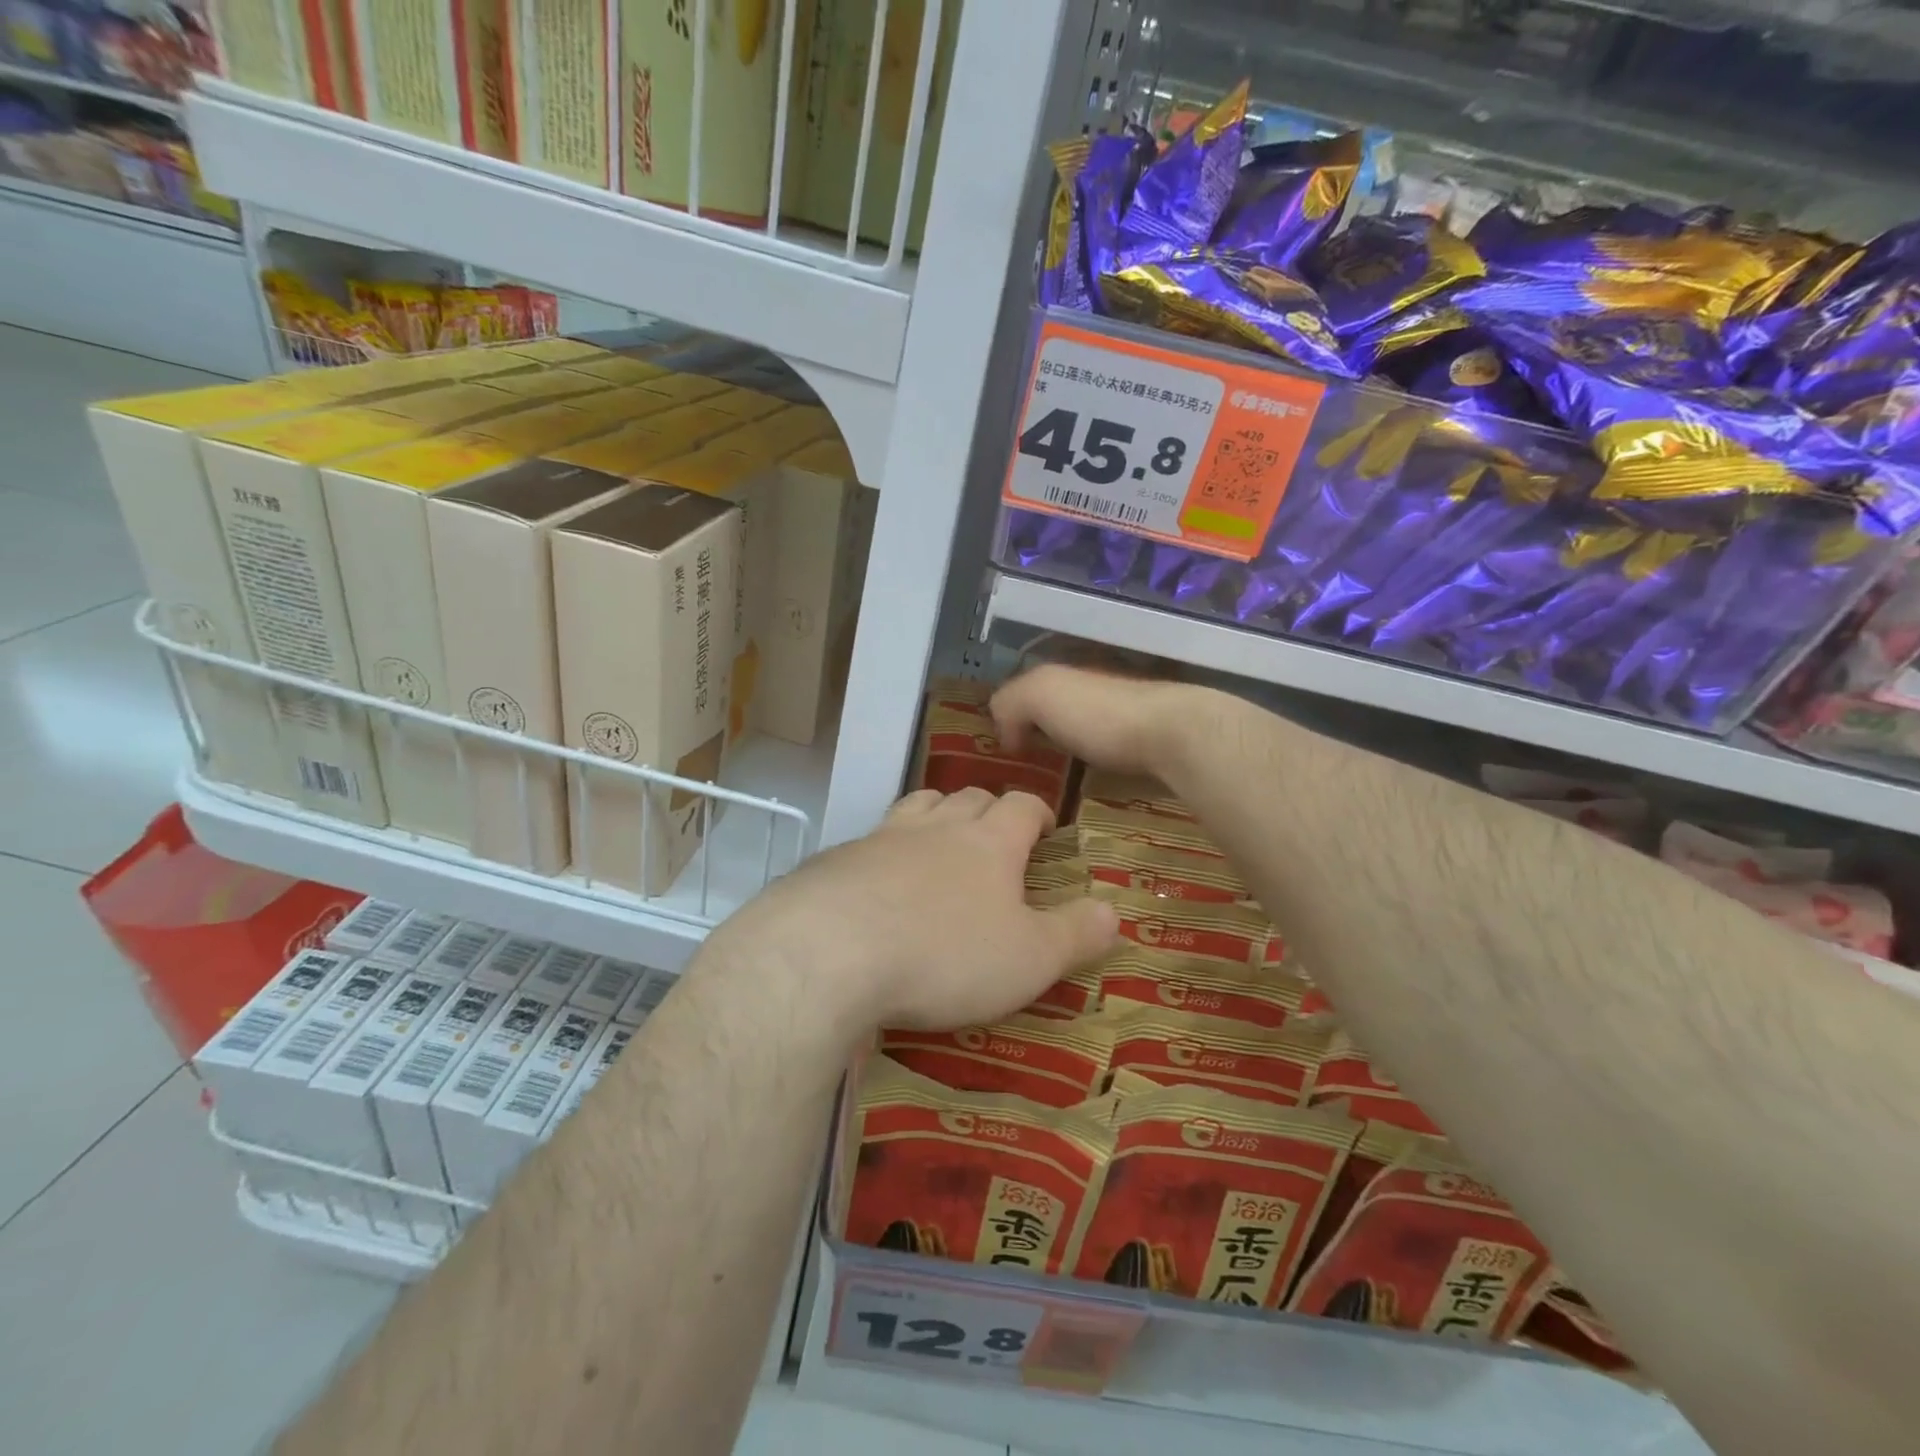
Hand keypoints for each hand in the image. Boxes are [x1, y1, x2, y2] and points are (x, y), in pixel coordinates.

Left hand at [718, 788, 1118, 1033]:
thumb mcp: (1030, 958)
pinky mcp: (837, 861)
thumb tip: (1114, 910)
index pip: (1021, 806)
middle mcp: (936, 827)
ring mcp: (882, 838)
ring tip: (941, 836)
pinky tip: (879, 880)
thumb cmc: (945, 955)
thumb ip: (1076, 934)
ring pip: (918, 805)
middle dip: (987, 808)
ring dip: (936, 814)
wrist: (830, 952)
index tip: (1046, 826)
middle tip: (995, 834)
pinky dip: (886, 849)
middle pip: (968, 797)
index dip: (1038, 810)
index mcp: (989, 842)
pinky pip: (870, 839)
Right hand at [991, 664, 1199, 777]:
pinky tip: (1092, 793)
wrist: (1176, 736)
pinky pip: (1114, 760)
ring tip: (1054, 791)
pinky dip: (1100, 773)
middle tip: (1025, 773)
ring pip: (1089, 736)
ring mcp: (1130, 719)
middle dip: (1044, 735)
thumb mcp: (1039, 694)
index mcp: (1070, 676)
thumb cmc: (1101, 713)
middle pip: (1061, 712)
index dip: (1014, 715)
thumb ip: (1010, 702)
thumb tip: (1006, 736)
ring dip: (1074, 757)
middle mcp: (1099, 691)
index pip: (1031, 690)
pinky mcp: (1152, 750)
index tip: (1003, 750)